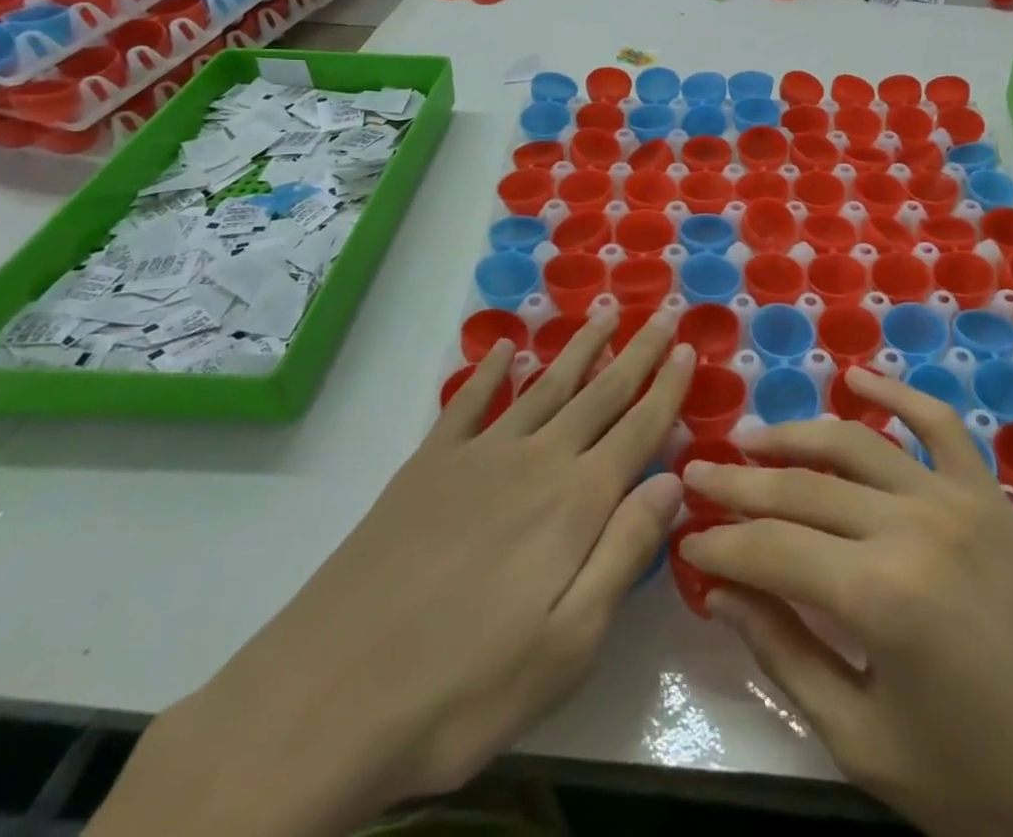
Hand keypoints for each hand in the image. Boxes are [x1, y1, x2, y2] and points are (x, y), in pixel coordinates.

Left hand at [91, 308, 693, 836]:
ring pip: (544, 386)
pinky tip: (505, 348)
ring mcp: (477, 457)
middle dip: (637, 352)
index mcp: (575, 503)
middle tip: (662, 313)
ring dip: (578, 349)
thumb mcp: (568, 644)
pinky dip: (490, 370)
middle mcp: (535, 461)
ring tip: (603, 314)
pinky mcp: (426, 467)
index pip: (638, 430)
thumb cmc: (463, 688)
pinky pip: (468, 402)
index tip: (690, 348)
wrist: (322, 700)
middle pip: (599, 394)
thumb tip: (673, 481)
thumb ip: (624, 552)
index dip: (668, 388)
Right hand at [680, 367, 1012, 836]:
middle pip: (802, 488)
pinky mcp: (988, 495)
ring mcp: (954, 499)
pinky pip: (937, 424)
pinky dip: (895, 393)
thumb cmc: (981, 785)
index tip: (685, 538)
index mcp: (879, 597)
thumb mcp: (865, 742)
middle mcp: (912, 526)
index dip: (720, 544)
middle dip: (739, 484)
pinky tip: (857, 376)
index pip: (771, 550)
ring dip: (794, 435)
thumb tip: (722, 592)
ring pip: (855, 443)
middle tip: (693, 474)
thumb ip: (786, 656)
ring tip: (749, 440)